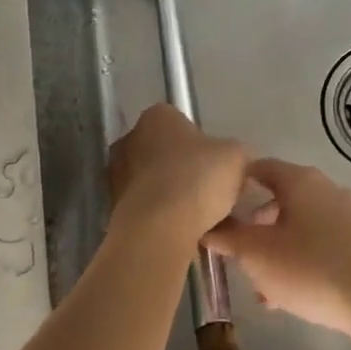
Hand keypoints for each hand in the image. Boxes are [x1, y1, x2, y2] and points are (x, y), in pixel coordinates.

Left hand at [108, 104, 248, 240]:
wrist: (157, 230)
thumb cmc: (196, 180)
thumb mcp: (236, 157)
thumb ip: (234, 153)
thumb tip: (231, 161)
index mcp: (157, 116)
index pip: (183, 123)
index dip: (205, 145)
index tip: (218, 166)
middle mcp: (130, 138)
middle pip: (168, 153)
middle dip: (189, 171)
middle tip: (213, 193)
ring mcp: (117, 174)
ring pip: (158, 183)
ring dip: (177, 196)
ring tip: (205, 220)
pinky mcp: (115, 206)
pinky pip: (149, 208)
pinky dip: (165, 217)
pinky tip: (187, 233)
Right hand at [205, 159, 350, 345]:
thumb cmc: (312, 267)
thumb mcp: (257, 255)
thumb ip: (228, 238)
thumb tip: (207, 226)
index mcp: (299, 181)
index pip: (259, 168)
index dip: (234, 183)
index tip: (215, 205)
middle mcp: (326, 190)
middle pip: (281, 199)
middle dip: (255, 226)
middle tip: (237, 252)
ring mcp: (350, 217)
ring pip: (301, 228)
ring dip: (278, 251)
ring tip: (261, 287)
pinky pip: (322, 247)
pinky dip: (302, 263)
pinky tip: (290, 298)